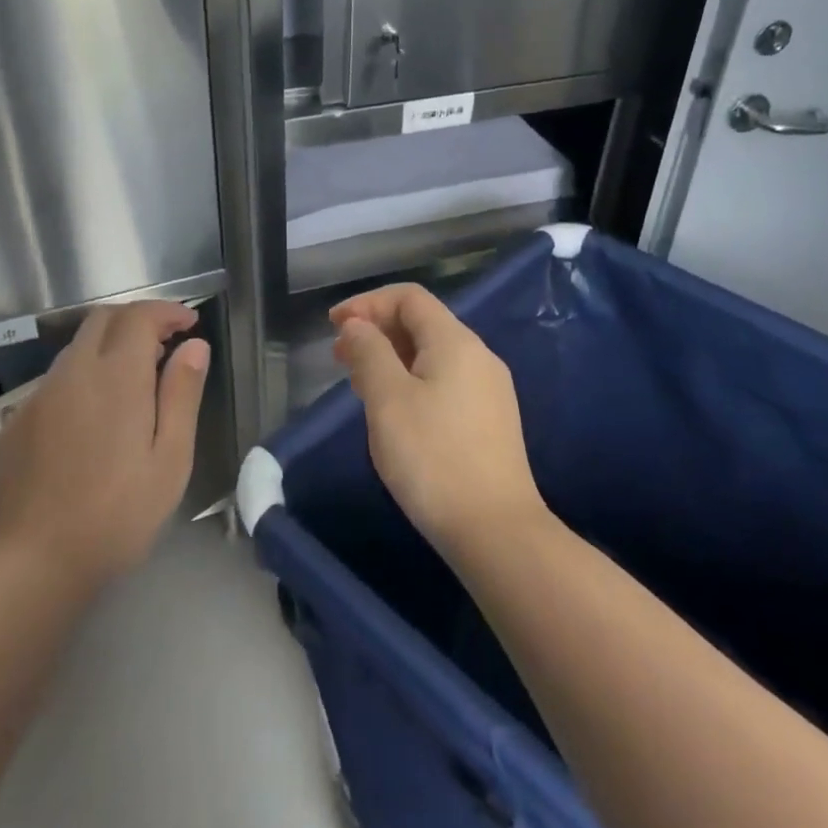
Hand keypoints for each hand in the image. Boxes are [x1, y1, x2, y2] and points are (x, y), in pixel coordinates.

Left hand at [0, 301, 209, 590]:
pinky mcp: (16, 423)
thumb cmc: (118, 514)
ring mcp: (38, 397)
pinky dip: (84, 377)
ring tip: (135, 381)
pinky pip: (56, 381)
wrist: (33, 565)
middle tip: (166, 343)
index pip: (139, 317)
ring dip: (110, 347)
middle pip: (103, 319)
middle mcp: (72, 373)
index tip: (190, 323)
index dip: (167, 311)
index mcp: (115, 377)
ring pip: (77, 349)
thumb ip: (182, 394)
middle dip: (137, 319)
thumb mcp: (170, 458)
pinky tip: (94, 418)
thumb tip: (195, 346)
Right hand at [331, 284, 546, 558]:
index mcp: (456, 341)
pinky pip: (445, 381)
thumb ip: (369, 352)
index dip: (367, 303)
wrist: (494, 529)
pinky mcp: (490, 419)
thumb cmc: (432, 457)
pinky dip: (412, 379)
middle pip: (423, 323)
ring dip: (393, 357)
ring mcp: (489, 389)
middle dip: (377, 330)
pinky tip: (393, 408)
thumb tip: (357, 325)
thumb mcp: (388, 400)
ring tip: (359, 382)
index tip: (333, 326)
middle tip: (339, 356)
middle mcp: (479, 356)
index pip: (409, 298)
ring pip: (433, 355)